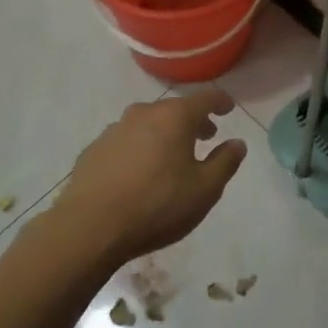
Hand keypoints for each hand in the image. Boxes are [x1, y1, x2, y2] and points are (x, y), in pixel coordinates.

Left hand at [53, 89, 247, 265]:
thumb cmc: (157, 206)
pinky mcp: (93, 150)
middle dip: (192, 120)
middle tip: (205, 136)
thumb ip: (225, 162)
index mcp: (174, 117)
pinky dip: (139, 148)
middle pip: (174, 109)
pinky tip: (139, 172)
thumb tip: (237, 143)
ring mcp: (113, 130)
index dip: (220, 102)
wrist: (90, 228)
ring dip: (164, 134)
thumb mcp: (205, 189)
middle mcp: (142, 114)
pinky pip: (125, 141)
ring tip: (171, 156)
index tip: (228, 108)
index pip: (204, 98)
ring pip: (147, 123)